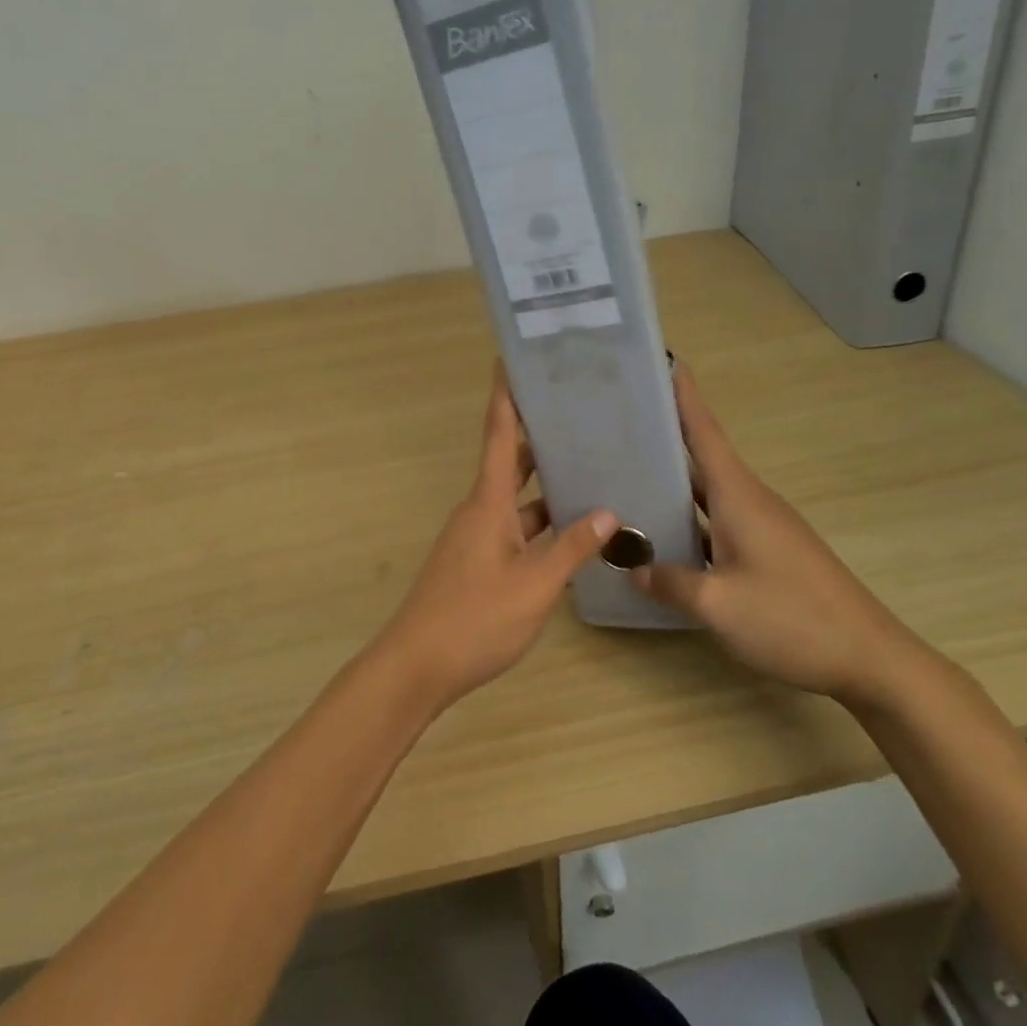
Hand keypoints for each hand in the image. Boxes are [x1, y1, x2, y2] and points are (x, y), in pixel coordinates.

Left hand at [375, 368, 616, 712]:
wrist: (418, 666)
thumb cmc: (475, 619)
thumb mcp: (534, 586)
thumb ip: (571, 548)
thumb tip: (608, 512)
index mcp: (487, 503)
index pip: (497, 435)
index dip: (505, 396)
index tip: (510, 360)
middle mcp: (479, 510)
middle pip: (509, 461)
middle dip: (537, 435)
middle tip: (576, 412)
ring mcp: (476, 536)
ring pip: (515, 498)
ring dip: (545, 483)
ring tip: (588, 466)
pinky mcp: (477, 560)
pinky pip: (514, 525)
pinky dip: (540, 520)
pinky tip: (571, 529)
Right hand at [632, 364, 927, 706]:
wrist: (871, 660)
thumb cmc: (794, 619)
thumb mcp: (719, 605)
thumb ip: (670, 582)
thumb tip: (633, 567)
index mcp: (739, 496)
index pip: (705, 432)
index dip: (684, 395)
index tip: (665, 359)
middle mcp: (750, 501)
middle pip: (701, 457)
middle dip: (664, 435)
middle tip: (617, 422)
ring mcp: (762, 527)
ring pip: (707, 492)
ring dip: (673, 481)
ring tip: (628, 473)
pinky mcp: (769, 551)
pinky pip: (718, 520)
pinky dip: (689, 517)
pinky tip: (664, 534)